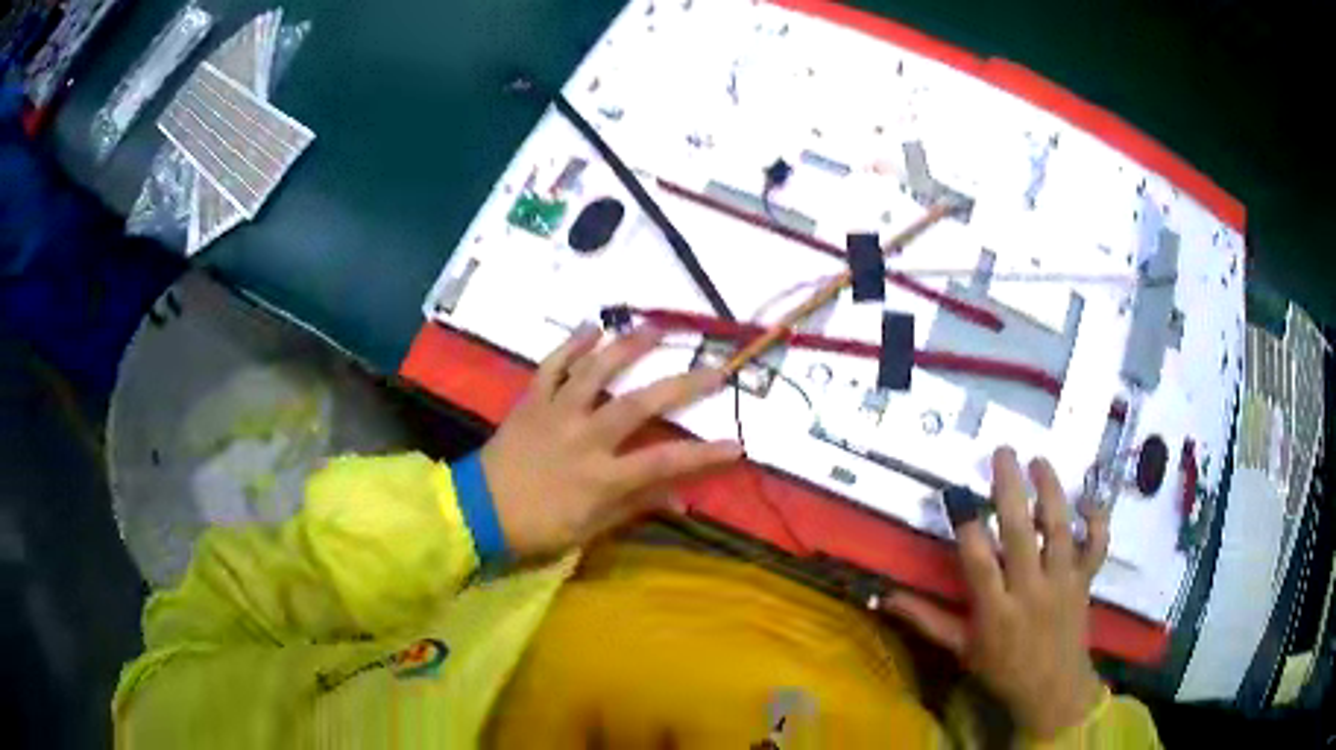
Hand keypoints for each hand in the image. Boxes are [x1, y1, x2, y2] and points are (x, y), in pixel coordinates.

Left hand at [480, 323, 741, 558]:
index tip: (737, 444)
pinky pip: (552, 366)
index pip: (663, 463)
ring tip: (656, 329)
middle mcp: (583, 437)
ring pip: (596, 372)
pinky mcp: (532, 401)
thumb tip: (682, 500)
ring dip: (628, 347)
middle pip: (639, 405)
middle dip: (683, 386)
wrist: (478, 510)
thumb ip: (636, 507)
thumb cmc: (537, 526)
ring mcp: (556, 413)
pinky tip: (592, 326)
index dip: (702, 455)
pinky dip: (571, 344)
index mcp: (600, 476)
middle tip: (715, 368)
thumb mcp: (590, 529)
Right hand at [883, 448, 1110, 739]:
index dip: (968, 525)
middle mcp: (1030, 590)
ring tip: (1039, 461)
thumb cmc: (1002, 669)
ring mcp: (1062, 582)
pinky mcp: (1085, 580)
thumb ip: (927, 620)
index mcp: (995, 611)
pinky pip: (1096, 545)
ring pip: (1059, 529)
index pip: (978, 561)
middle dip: (1010, 489)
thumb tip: (885, 597)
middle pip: (1020, 532)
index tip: (956, 492)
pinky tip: (1087, 499)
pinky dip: (1097, 520)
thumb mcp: (961, 649)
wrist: (1053, 689)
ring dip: (1050, 491)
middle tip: (1002, 452)